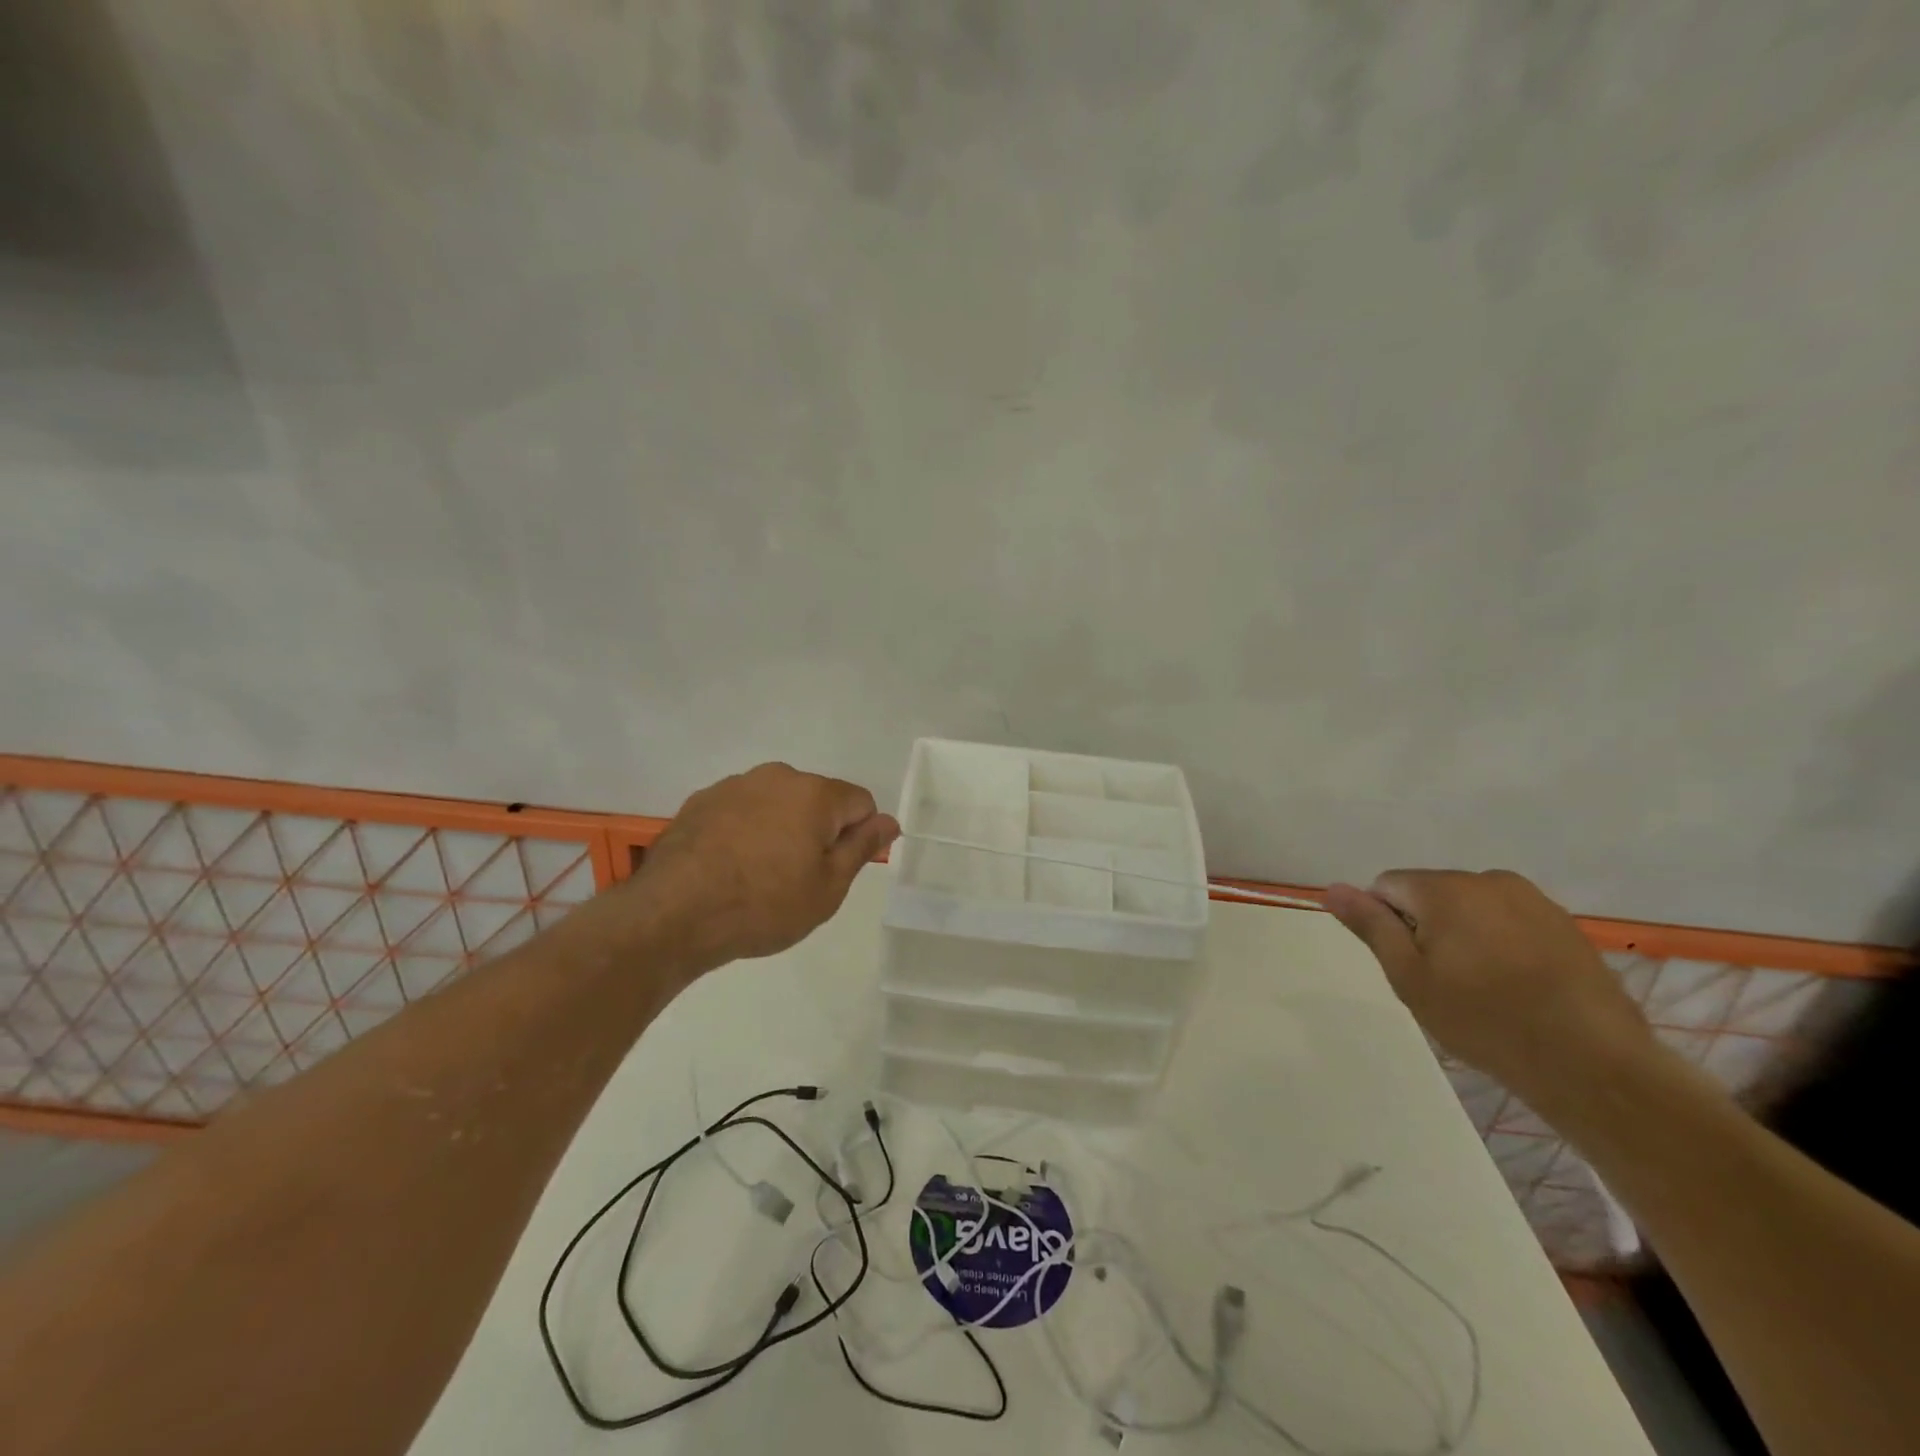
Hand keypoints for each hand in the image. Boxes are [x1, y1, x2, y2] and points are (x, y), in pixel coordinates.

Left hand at [631, 763, 899, 970]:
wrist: (673, 914)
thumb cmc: (764, 905)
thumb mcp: (828, 888)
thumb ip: (862, 848)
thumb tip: (889, 821)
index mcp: (815, 793)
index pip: (860, 803)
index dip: (857, 837)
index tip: (834, 870)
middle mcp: (777, 777)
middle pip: (817, 799)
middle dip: (817, 831)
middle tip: (797, 878)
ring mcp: (735, 785)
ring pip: (777, 803)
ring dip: (779, 829)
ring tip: (757, 875)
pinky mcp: (701, 800)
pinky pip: (742, 810)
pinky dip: (745, 831)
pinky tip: (727, 867)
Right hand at [1324, 870, 1655, 1106]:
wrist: (1594, 1065)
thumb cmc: (1485, 1020)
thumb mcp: (1410, 978)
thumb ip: (1371, 926)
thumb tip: (1332, 888)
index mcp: (1445, 888)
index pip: (1387, 885)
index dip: (1386, 924)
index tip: (1408, 965)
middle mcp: (1488, 880)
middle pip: (1431, 892)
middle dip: (1425, 926)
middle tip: (1442, 982)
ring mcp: (1534, 900)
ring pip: (1472, 907)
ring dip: (1464, 934)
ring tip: (1482, 987)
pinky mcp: (1565, 925)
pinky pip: (1510, 921)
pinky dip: (1502, 944)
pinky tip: (1516, 987)